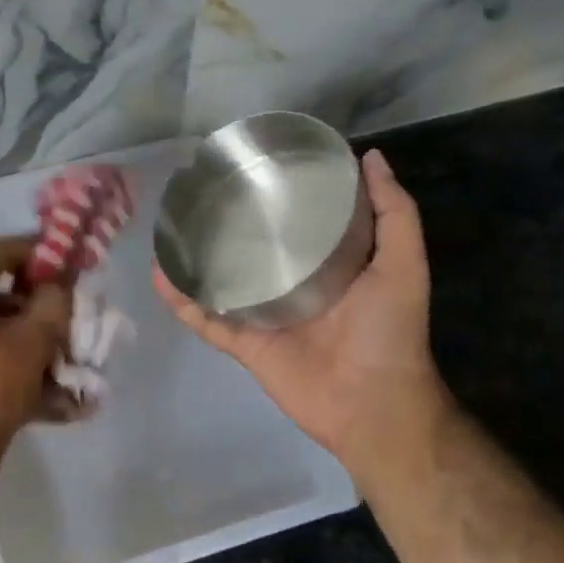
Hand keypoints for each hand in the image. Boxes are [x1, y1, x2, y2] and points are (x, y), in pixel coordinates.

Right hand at [153, 149, 452, 479]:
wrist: (373, 405)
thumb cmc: (390, 332)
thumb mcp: (403, 264)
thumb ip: (395, 213)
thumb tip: (370, 157)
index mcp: (327, 264)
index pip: (297, 222)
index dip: (279, 195)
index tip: (256, 163)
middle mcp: (291, 284)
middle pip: (252, 248)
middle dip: (229, 223)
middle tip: (200, 190)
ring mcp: (264, 315)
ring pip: (221, 280)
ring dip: (195, 258)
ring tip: (169, 227)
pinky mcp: (244, 343)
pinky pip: (207, 319)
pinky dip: (181, 301)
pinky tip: (160, 275)